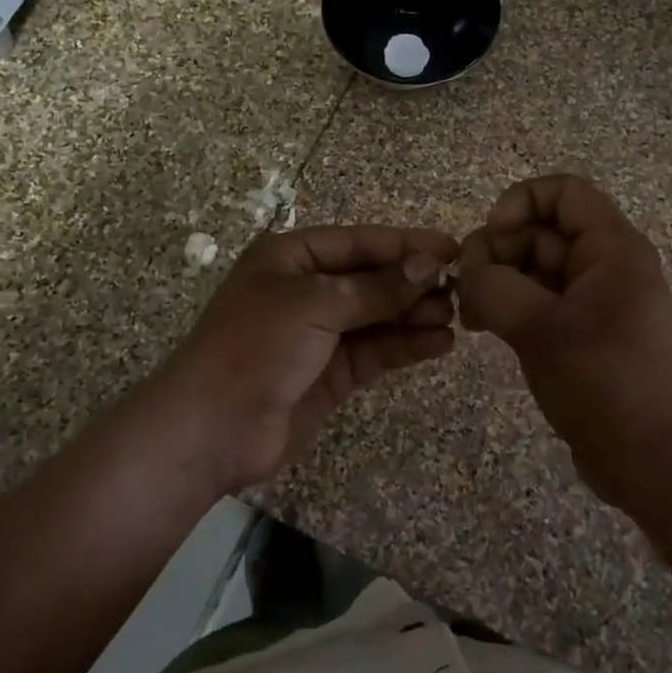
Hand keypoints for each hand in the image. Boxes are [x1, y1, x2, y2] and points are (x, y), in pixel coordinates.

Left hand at [159, 225, 459, 489]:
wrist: (211, 429)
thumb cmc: (256, 346)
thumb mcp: (315, 304)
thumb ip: (376, 287)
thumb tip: (428, 264)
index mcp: (290, 258)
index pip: (358, 242)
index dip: (405, 244)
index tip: (453, 249)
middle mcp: (306, 290)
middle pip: (370, 278)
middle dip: (413, 282)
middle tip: (460, 288)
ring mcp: (318, 334)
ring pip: (377, 316)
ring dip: (414, 314)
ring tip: (455, 316)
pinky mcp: (330, 374)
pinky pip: (375, 351)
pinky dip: (406, 346)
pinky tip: (439, 343)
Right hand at [456, 175, 671, 530]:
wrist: (650, 460)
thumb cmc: (604, 383)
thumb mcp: (541, 329)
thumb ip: (493, 287)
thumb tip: (467, 274)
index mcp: (612, 248)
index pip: (563, 191)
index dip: (520, 202)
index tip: (493, 238)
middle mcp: (604, 264)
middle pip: (540, 229)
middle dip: (497, 250)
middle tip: (467, 290)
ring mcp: (591, 298)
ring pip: (532, 265)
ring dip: (495, 280)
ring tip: (472, 317)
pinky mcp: (579, 329)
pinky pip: (536, 298)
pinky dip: (507, 305)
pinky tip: (483, 329)